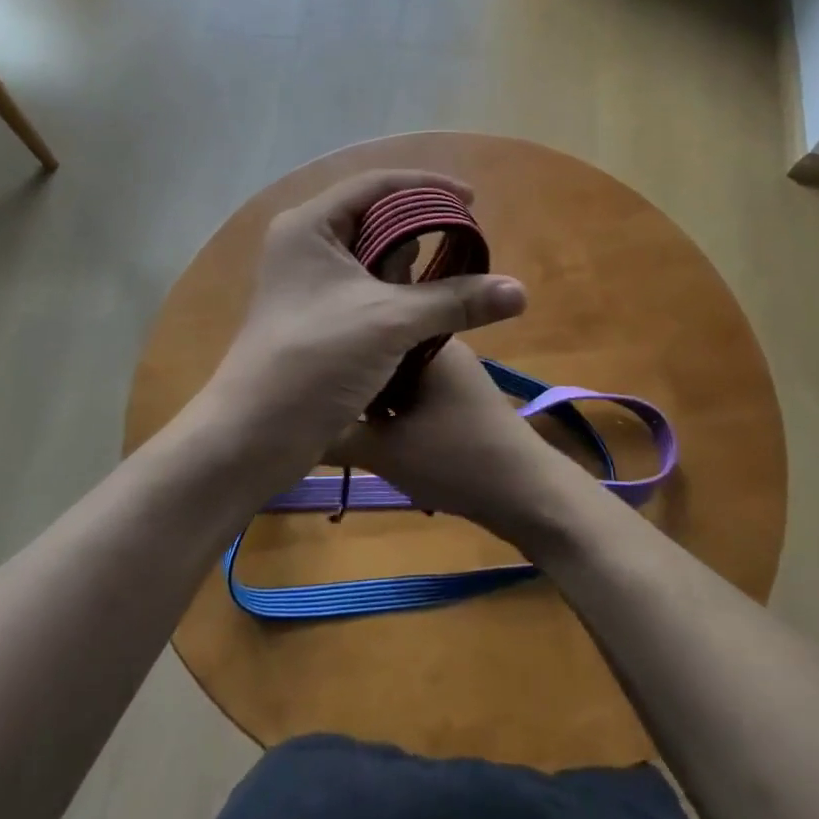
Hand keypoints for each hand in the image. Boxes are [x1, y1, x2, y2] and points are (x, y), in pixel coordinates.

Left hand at [199, 171, 527, 491]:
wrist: (253, 436)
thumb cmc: (315, 360)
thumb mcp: (390, 321)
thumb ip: (455, 300)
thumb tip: (520, 291)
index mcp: (310, 225)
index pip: (376, 184)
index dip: (427, 186)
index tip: (473, 200)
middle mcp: (305, 243)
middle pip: (374, 216)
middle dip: (422, 225)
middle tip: (467, 237)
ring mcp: (308, 280)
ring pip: (371, 254)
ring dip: (411, 261)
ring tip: (455, 270)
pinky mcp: (316, 313)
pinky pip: (365, 285)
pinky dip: (397, 288)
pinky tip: (428, 303)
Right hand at [325, 338, 584, 546]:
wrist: (526, 495)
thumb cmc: (456, 460)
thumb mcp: (384, 450)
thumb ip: (336, 433)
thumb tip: (292, 422)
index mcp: (425, 338)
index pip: (370, 323)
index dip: (336, 343)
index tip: (304, 362)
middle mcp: (439, 344)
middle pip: (379, 347)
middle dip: (348, 369)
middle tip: (309, 390)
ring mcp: (449, 370)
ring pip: (391, 370)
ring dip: (366, 390)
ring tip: (325, 405)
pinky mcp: (454, 396)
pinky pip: (408, 389)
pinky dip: (387, 404)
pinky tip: (361, 423)